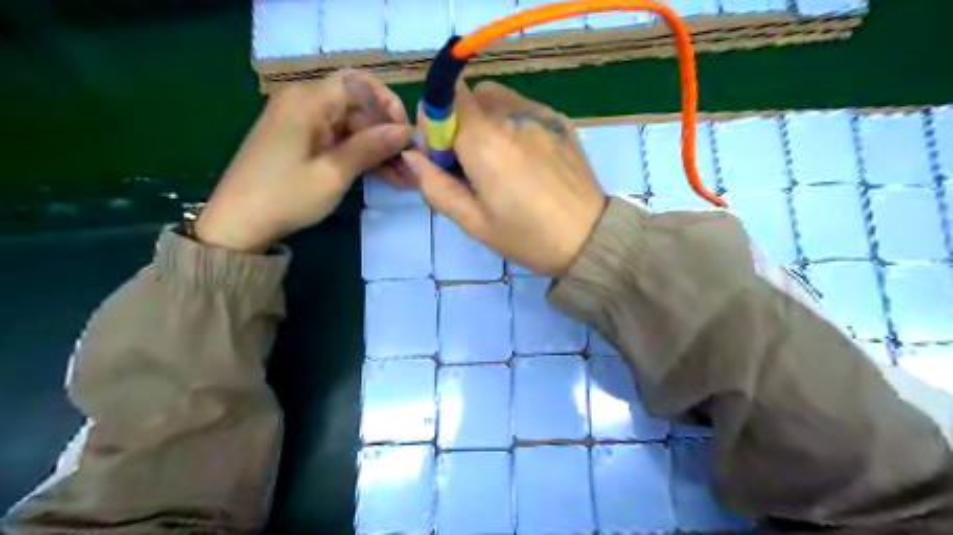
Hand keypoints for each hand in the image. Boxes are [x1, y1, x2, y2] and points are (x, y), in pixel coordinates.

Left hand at [195, 69, 410, 249]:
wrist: (238, 223)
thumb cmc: (286, 196)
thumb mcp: (334, 173)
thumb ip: (371, 147)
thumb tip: (406, 131)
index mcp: (308, 101)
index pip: (359, 83)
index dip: (387, 104)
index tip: (405, 134)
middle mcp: (305, 103)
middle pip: (358, 106)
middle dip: (386, 133)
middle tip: (410, 164)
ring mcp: (303, 123)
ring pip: (352, 126)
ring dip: (378, 149)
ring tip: (404, 176)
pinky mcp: (302, 141)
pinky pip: (339, 140)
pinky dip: (361, 155)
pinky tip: (384, 175)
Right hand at [401, 82, 601, 276]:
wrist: (590, 239)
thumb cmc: (527, 237)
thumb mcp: (474, 222)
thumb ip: (436, 186)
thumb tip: (412, 157)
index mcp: (484, 141)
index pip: (445, 98)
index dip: (434, 122)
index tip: (441, 156)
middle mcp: (511, 116)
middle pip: (469, 97)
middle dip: (458, 124)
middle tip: (468, 164)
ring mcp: (540, 115)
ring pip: (496, 97)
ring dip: (484, 119)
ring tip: (497, 159)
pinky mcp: (560, 120)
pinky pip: (523, 107)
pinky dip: (511, 122)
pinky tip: (524, 157)